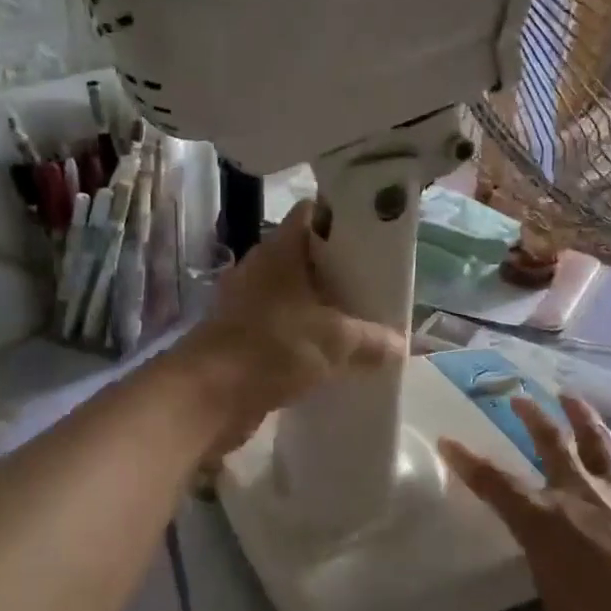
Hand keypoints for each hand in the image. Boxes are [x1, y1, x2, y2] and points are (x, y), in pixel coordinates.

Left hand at [177, 202, 404, 456]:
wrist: (207, 396)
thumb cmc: (273, 348)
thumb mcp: (336, 341)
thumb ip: (373, 340)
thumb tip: (402, 345)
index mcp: (281, 251)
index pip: (314, 214)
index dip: (344, 218)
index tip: (374, 235)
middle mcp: (261, 269)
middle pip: (307, 257)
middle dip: (340, 271)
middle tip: (375, 284)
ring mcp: (247, 303)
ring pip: (294, 295)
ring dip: (322, 308)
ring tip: (360, 321)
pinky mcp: (241, 336)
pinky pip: (282, 327)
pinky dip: (304, 336)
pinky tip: (330, 354)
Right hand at [438, 394, 610, 610]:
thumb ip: (551, 582)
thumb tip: (557, 577)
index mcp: (542, 521)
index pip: (494, 484)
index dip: (467, 462)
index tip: (448, 441)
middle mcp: (577, 495)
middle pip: (551, 442)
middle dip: (532, 416)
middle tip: (520, 397)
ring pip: (598, 443)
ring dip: (584, 416)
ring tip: (572, 397)